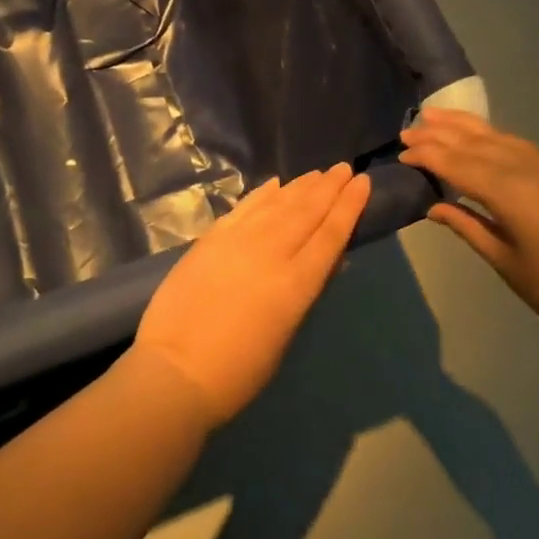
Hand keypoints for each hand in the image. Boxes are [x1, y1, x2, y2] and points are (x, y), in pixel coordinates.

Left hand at [134, 164, 371, 427]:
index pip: (331, 234)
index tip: (363, 182)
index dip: (349, 206)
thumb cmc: (238, 371)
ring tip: (318, 172)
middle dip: (329, 187)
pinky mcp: (212, 237)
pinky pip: (245, 206)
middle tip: (345, 168)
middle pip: (307, 211)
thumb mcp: (285, 334)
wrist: (175, 369)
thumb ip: (305, 291)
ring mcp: (239, 239)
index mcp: (296, 283)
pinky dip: (263, 192)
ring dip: (301, 186)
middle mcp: (271, 251)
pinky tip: (276, 183)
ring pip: (278, 203)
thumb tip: (327, 260)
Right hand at [399, 108, 538, 354]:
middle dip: (440, 134)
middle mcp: (528, 168)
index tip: (400, 152)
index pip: (457, 163)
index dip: (427, 156)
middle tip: (408, 129)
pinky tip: (479, 138)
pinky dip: (492, 137)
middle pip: (475, 142)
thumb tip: (434, 206)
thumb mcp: (507, 262)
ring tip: (435, 116)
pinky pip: (518, 145)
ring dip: (465, 126)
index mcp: (510, 192)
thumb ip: (468, 226)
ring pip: (498, 136)